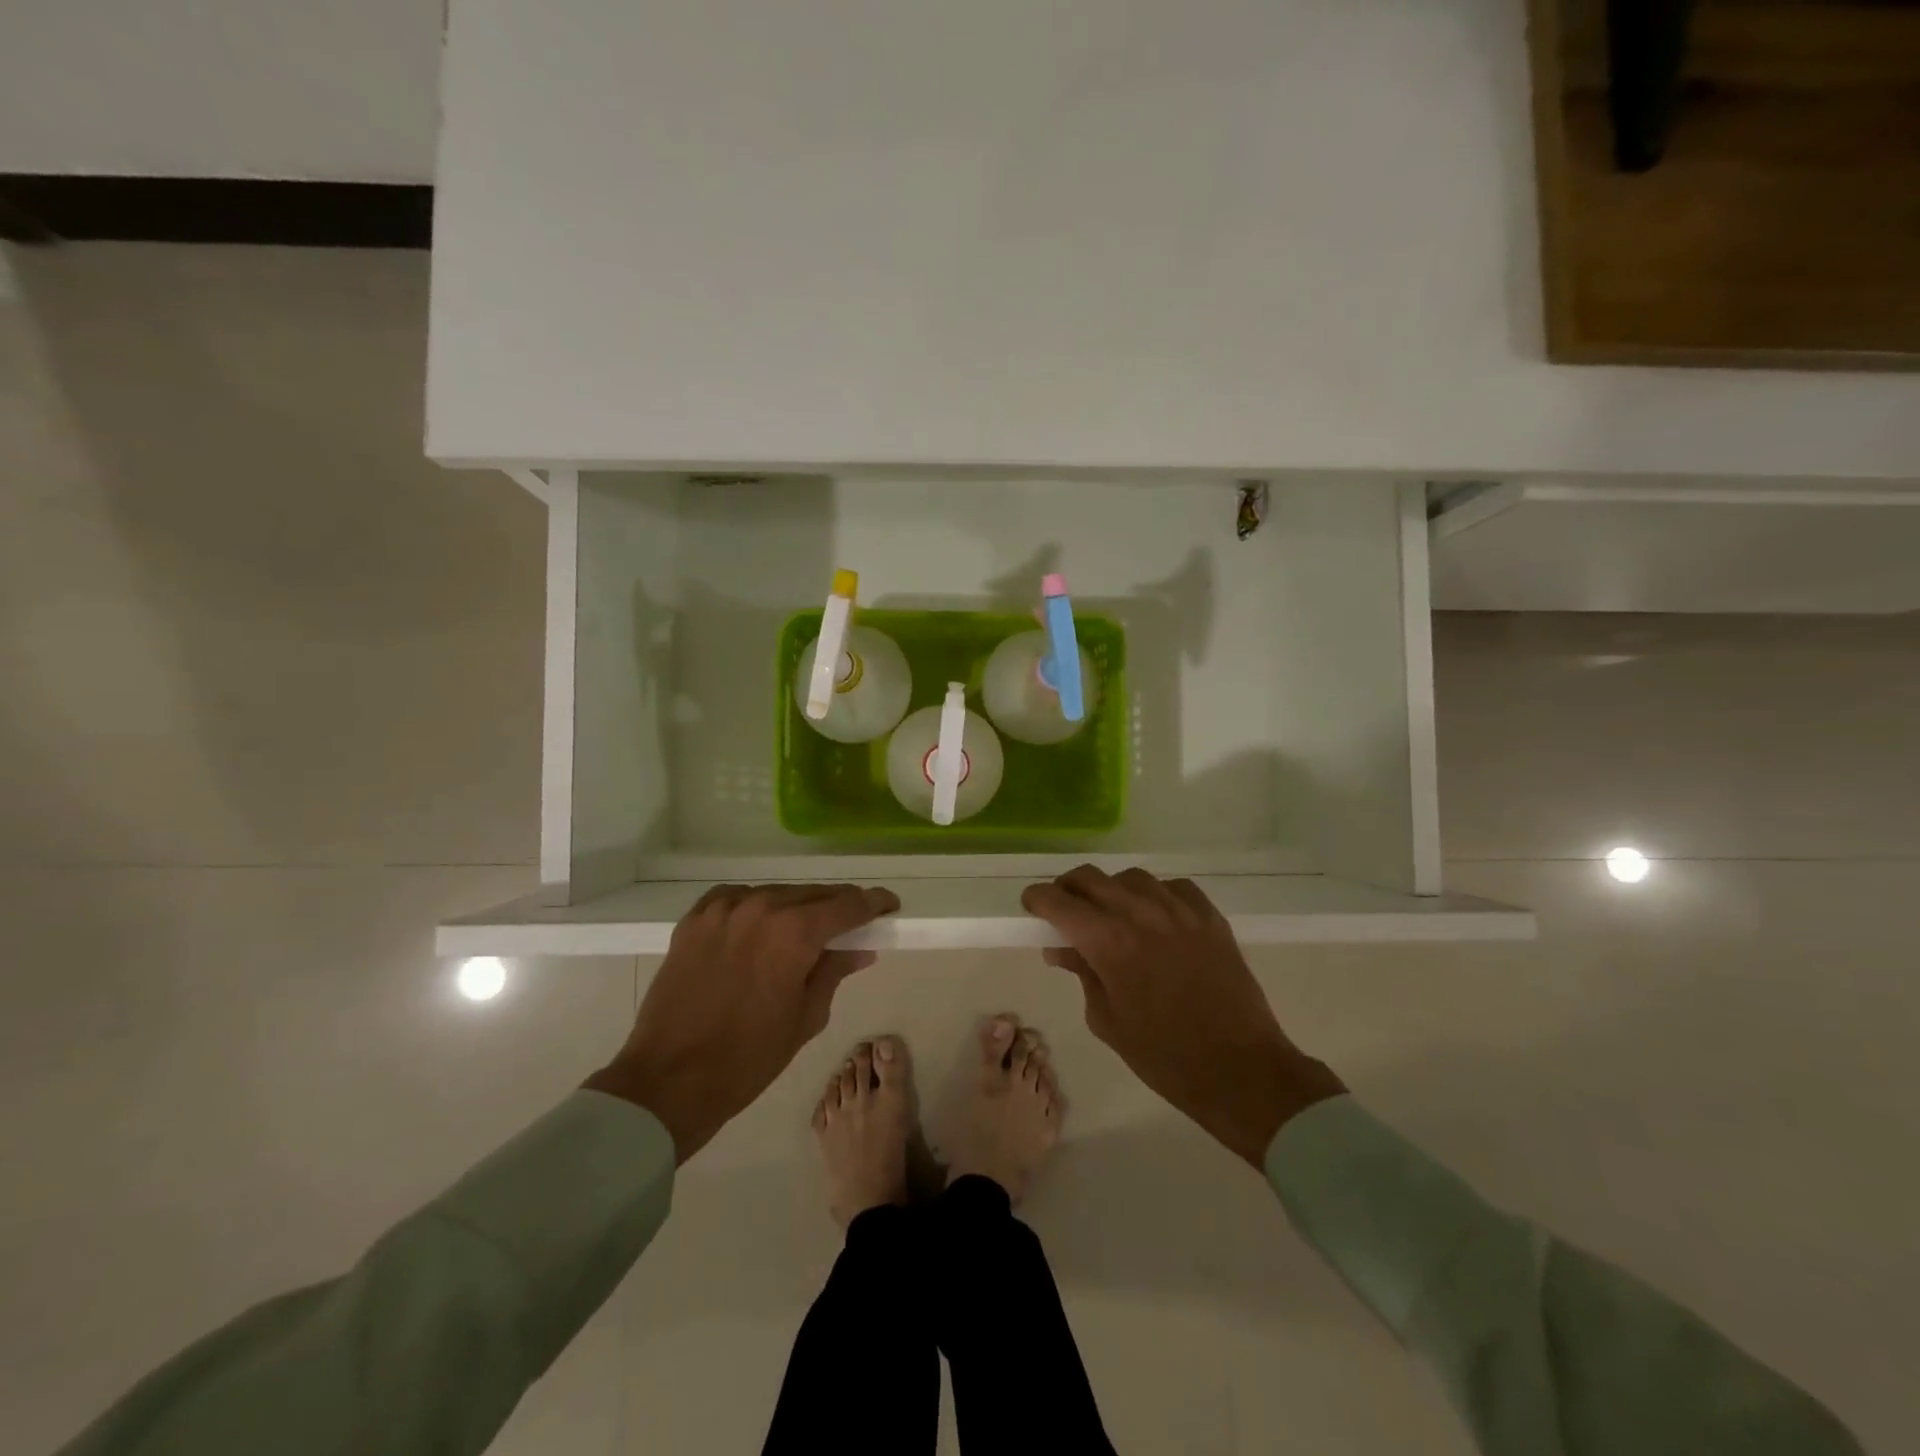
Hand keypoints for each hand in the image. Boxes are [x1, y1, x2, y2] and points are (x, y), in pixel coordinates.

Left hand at [584, 883, 898, 1161]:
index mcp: (794, 932)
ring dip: (796, 907)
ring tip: (805, 929)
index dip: (873, 903)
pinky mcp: (695, 920)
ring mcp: (723, 910)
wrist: (669, 1080)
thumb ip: (834, 972)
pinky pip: (737, 899)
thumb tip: (860, 950)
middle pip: (813, 894)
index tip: (889, 906)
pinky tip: (760, 925)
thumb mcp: (806, 1018)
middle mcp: (761, 907)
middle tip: (853, 922)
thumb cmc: (748, 1057)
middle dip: (838, 906)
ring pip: (776, 894)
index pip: (847, 905)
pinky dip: (756, 907)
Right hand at [1022, 866, 1345, 1167]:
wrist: (1241, 1070)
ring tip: (1111, 913)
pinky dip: (1155, 895)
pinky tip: (1154, 916)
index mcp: (1109, 942)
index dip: (1038, 899)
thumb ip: (1082, 974)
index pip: (1059, 901)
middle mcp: (1140, 914)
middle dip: (1068, 888)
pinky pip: (1173, 887)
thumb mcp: (1107, 1020)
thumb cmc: (1164, 1056)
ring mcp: (1180, 911)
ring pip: (1131, 878)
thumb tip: (1061, 949)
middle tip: (1063, 908)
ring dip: (1111, 890)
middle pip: (1090, 878)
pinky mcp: (1210, 917)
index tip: (1032, 906)